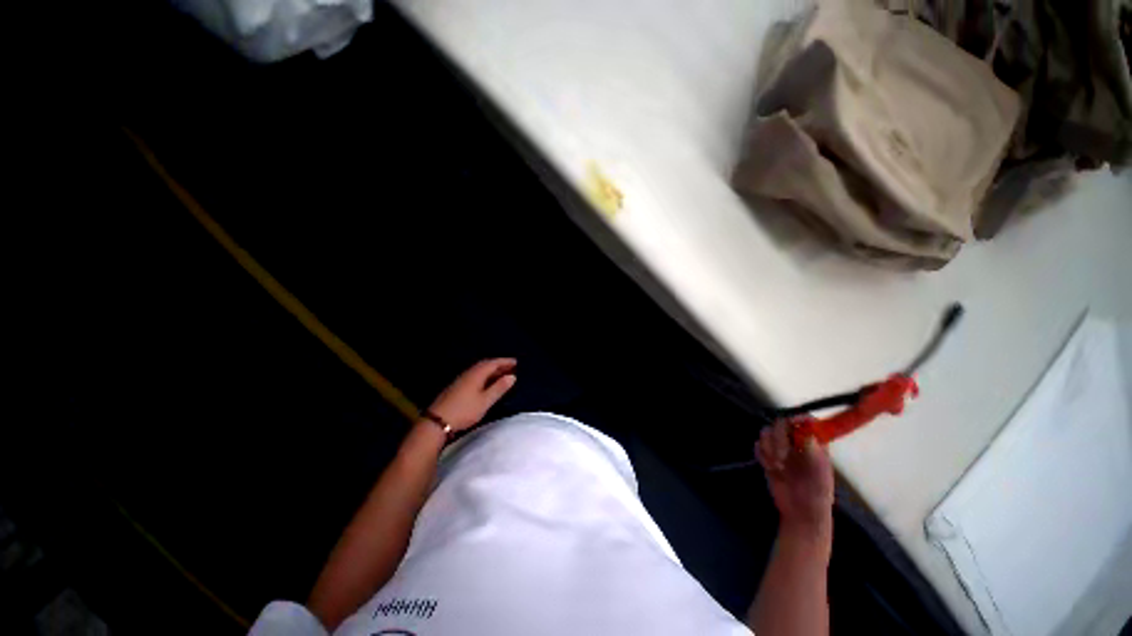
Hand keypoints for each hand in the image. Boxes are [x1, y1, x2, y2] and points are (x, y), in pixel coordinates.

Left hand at [427, 358, 516, 431]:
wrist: (437, 421)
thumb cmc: (464, 410)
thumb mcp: (485, 401)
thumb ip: (499, 388)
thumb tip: (512, 376)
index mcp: (476, 374)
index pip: (493, 363)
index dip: (505, 361)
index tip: (516, 362)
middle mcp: (469, 373)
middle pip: (486, 365)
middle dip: (499, 365)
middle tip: (511, 367)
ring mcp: (461, 380)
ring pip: (479, 370)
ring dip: (492, 370)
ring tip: (502, 374)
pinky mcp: (457, 387)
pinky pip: (475, 375)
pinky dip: (485, 376)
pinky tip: (487, 383)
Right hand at [756, 418, 834, 539]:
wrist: (800, 515)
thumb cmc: (817, 498)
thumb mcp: (820, 477)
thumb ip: (814, 455)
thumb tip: (807, 434)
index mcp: (815, 444)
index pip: (807, 421)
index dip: (798, 418)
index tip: (791, 426)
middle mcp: (797, 442)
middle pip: (781, 423)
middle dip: (778, 439)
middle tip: (781, 458)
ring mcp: (781, 448)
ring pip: (767, 432)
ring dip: (769, 448)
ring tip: (777, 467)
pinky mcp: (768, 456)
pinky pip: (758, 445)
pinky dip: (761, 455)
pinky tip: (770, 468)